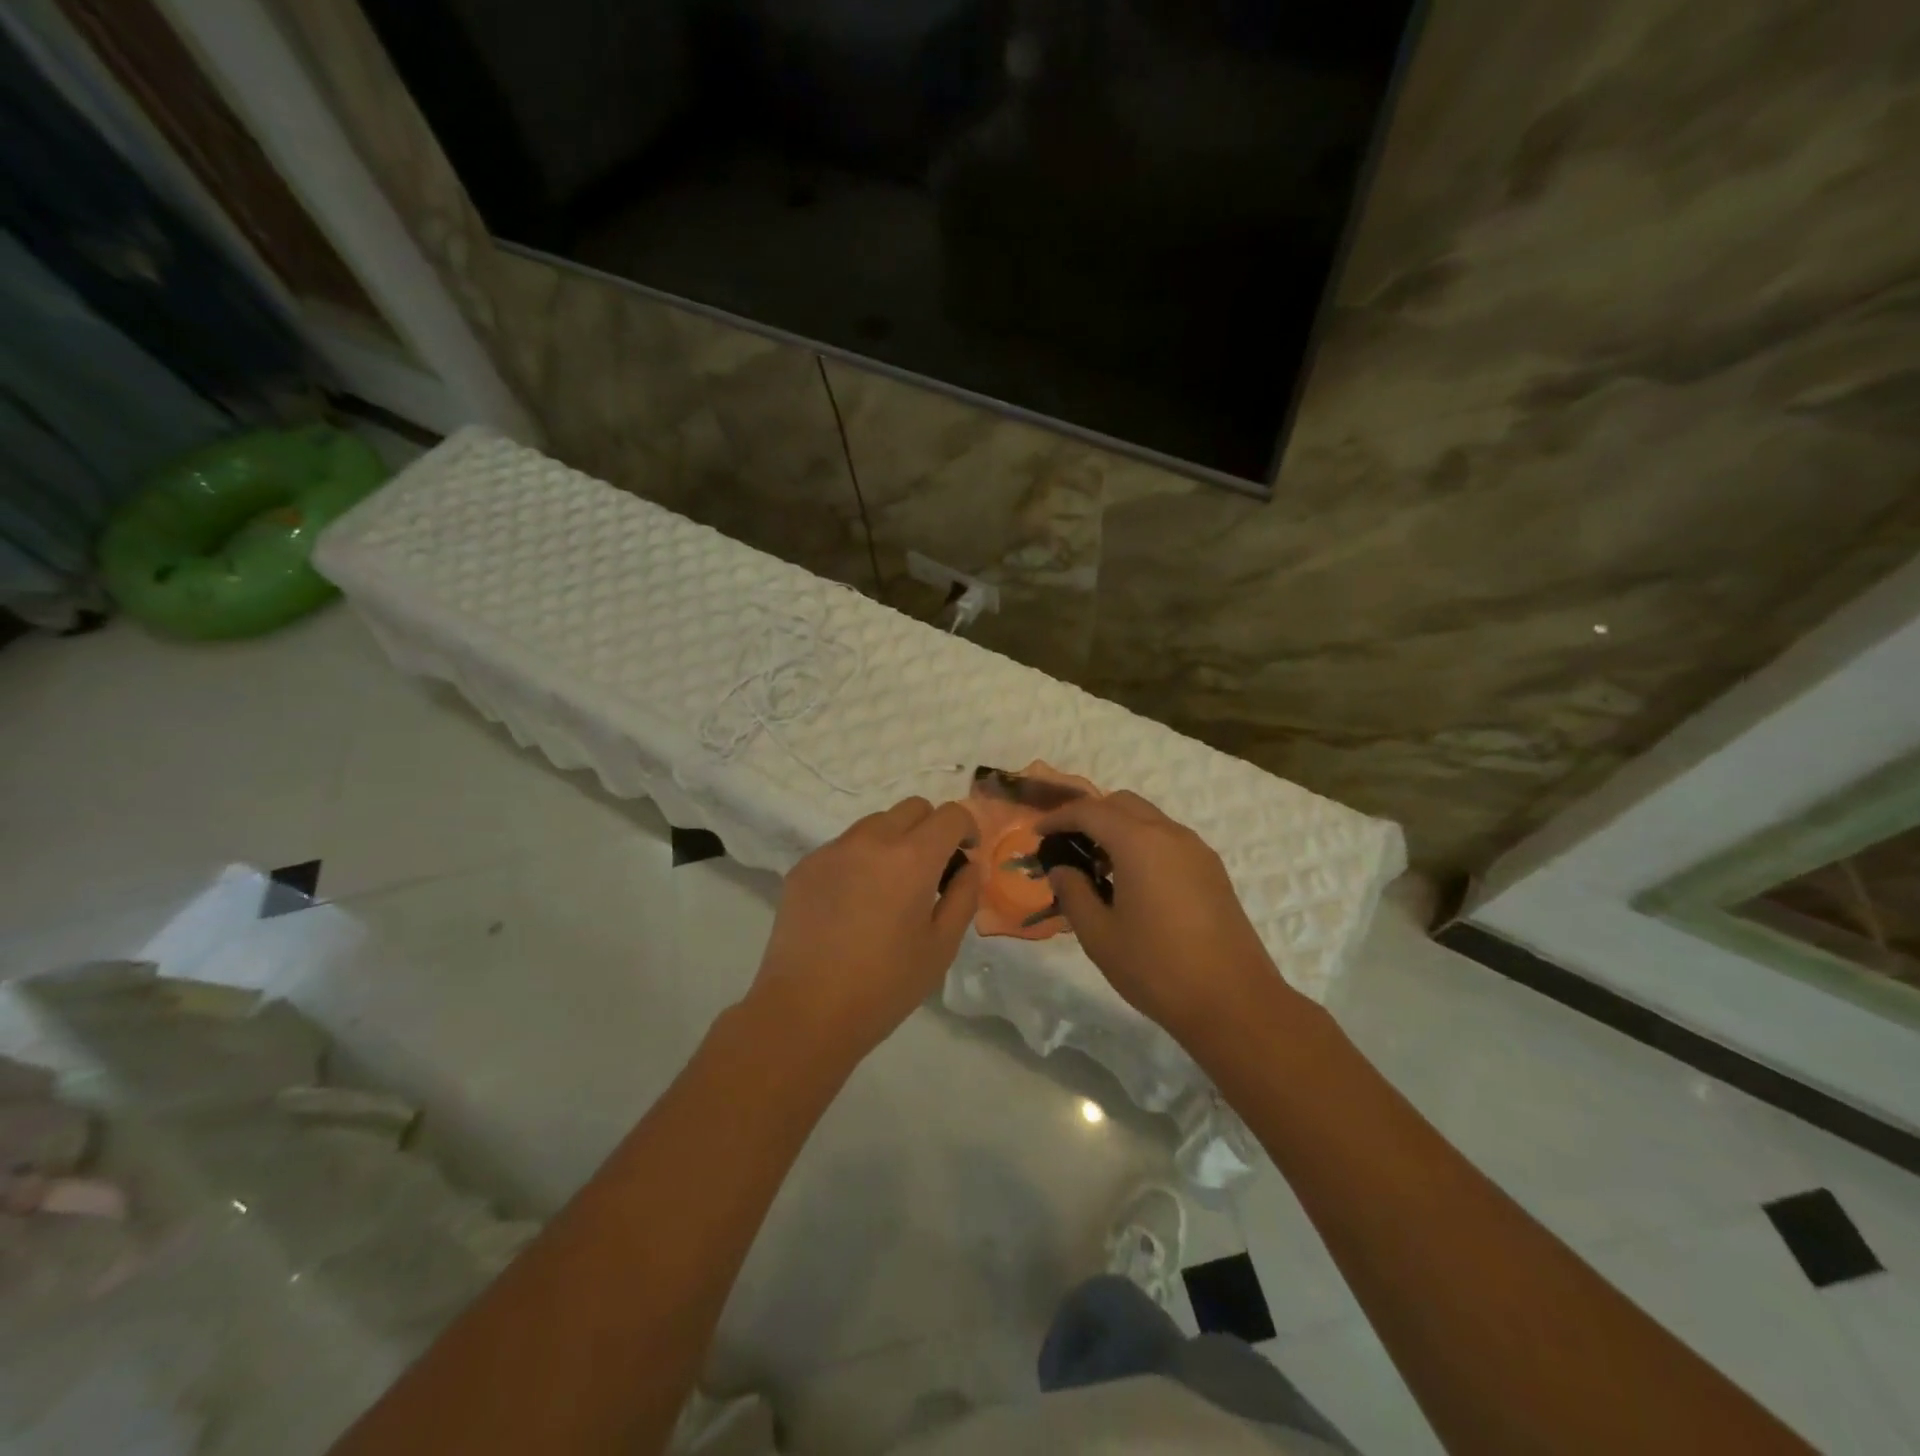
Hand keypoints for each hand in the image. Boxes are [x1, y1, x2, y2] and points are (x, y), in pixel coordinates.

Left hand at [749, 797, 979, 1057]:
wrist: (804, 1011)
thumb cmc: (884, 985)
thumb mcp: (941, 947)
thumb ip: (963, 896)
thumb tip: (969, 867)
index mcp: (912, 858)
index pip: (950, 814)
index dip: (966, 829)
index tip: (965, 856)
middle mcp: (871, 840)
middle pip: (913, 808)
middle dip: (931, 829)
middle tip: (931, 871)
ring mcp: (833, 850)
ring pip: (875, 823)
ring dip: (894, 840)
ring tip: (889, 887)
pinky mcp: (805, 866)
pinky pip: (844, 846)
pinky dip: (860, 859)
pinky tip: (854, 903)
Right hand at [1037, 792, 1292, 1040]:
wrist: (1234, 1003)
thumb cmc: (1157, 968)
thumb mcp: (1099, 935)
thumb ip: (1073, 893)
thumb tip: (1061, 869)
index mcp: (1139, 843)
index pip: (1090, 811)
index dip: (1058, 818)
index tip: (1037, 834)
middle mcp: (1171, 834)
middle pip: (1122, 804)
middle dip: (1090, 816)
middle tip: (1066, 846)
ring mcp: (1197, 851)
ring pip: (1149, 819)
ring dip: (1118, 829)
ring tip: (1096, 868)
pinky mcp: (1212, 871)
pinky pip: (1168, 839)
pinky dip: (1142, 843)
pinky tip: (1131, 882)